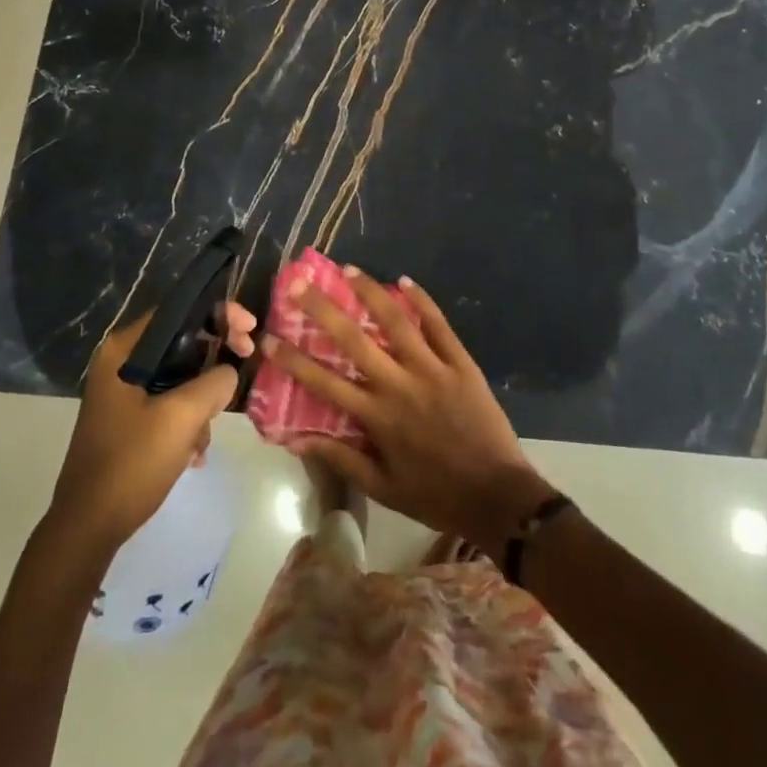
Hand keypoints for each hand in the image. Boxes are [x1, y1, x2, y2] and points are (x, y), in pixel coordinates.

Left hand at [47, 304, 256, 558]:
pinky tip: (193, 453)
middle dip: (216, 358)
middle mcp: (121, 361)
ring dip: (203, 399)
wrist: (87, 529)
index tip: (250, 330)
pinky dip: (188, 420)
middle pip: (183, 340)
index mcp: (124, 350)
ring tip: (204, 436)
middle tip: (246, 364)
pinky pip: (170, 401)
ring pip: (181, 374)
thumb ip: (214, 381)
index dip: (220, 313)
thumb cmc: (131, 464)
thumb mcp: (182, 417)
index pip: (180, 310)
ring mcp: (123, 391)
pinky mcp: (129, 418)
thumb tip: (229, 371)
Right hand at [266, 271, 555, 553]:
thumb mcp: (383, 487)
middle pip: (354, 340)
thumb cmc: (435, 494)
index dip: (293, 360)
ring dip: (370, 293)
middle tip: (299, 284)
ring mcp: (432, 369)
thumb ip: (340, 459)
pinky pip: (439, 325)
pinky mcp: (461, 363)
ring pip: (396, 322)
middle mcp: (400, 385)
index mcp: (378, 417)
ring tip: (348, 269)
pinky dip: (421, 301)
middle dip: (322, 310)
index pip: (325, 382)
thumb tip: (296, 439)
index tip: (268, 339)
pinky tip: (404, 281)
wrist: (498, 496)